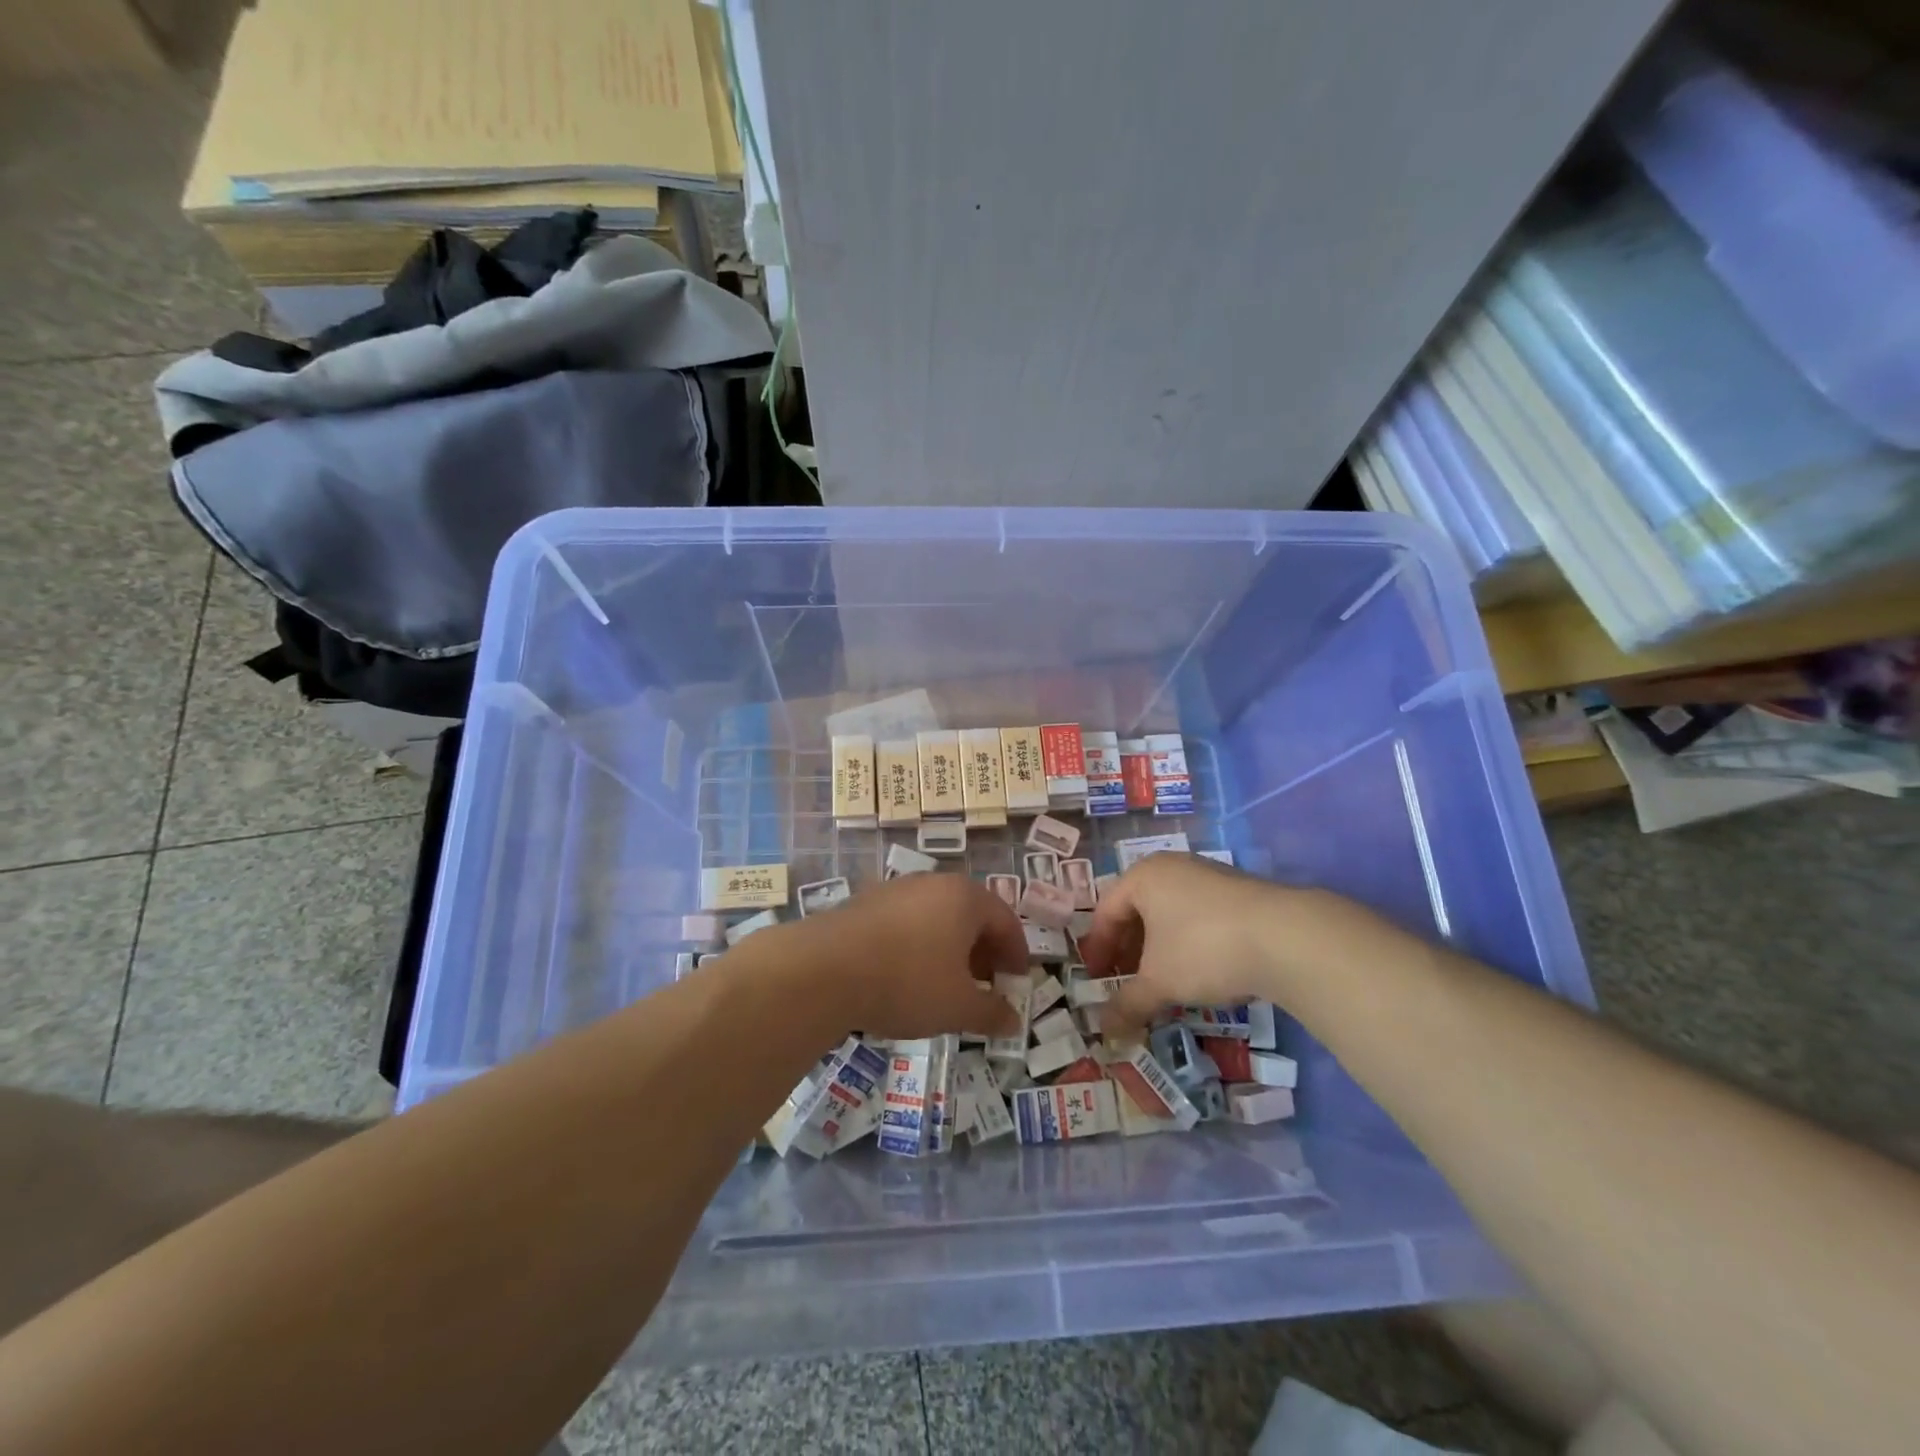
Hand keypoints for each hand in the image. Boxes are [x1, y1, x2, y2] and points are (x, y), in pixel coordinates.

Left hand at [781, 873, 1026, 1041]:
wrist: (823, 970)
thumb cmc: (907, 982)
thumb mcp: (958, 1007)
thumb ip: (991, 1013)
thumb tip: (1014, 1021)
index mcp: (964, 897)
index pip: (1005, 920)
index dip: (1016, 954)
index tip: (1016, 983)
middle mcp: (932, 883)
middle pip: (970, 915)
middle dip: (982, 952)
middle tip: (985, 986)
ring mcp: (895, 890)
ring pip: (935, 918)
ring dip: (949, 949)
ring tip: (945, 986)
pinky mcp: (864, 903)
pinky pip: (906, 923)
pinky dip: (917, 946)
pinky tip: (905, 977)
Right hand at [1078, 853, 1305, 1039]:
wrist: (1287, 938)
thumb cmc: (1204, 949)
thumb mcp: (1159, 982)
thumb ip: (1128, 1003)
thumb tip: (1104, 1031)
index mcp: (1143, 876)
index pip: (1106, 910)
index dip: (1098, 948)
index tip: (1097, 979)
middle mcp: (1172, 868)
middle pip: (1137, 909)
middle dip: (1128, 949)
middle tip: (1125, 982)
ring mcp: (1208, 876)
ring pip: (1169, 913)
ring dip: (1158, 948)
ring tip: (1162, 982)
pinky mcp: (1239, 893)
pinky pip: (1198, 916)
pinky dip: (1187, 943)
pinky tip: (1198, 972)